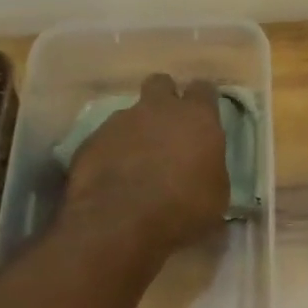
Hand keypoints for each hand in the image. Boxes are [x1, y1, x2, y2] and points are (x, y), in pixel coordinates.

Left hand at [59, 75, 227, 268]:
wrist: (119, 223)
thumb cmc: (182, 207)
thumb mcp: (217, 194)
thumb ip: (211, 168)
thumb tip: (205, 170)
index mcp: (197, 117)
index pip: (203, 89)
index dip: (202, 101)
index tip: (203, 117)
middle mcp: (158, 109)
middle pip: (161, 84)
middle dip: (164, 99)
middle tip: (167, 126)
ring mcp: (120, 122)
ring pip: (130, 113)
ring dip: (136, 130)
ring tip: (136, 160)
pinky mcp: (91, 141)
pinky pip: (105, 139)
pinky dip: (110, 152)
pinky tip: (112, 176)